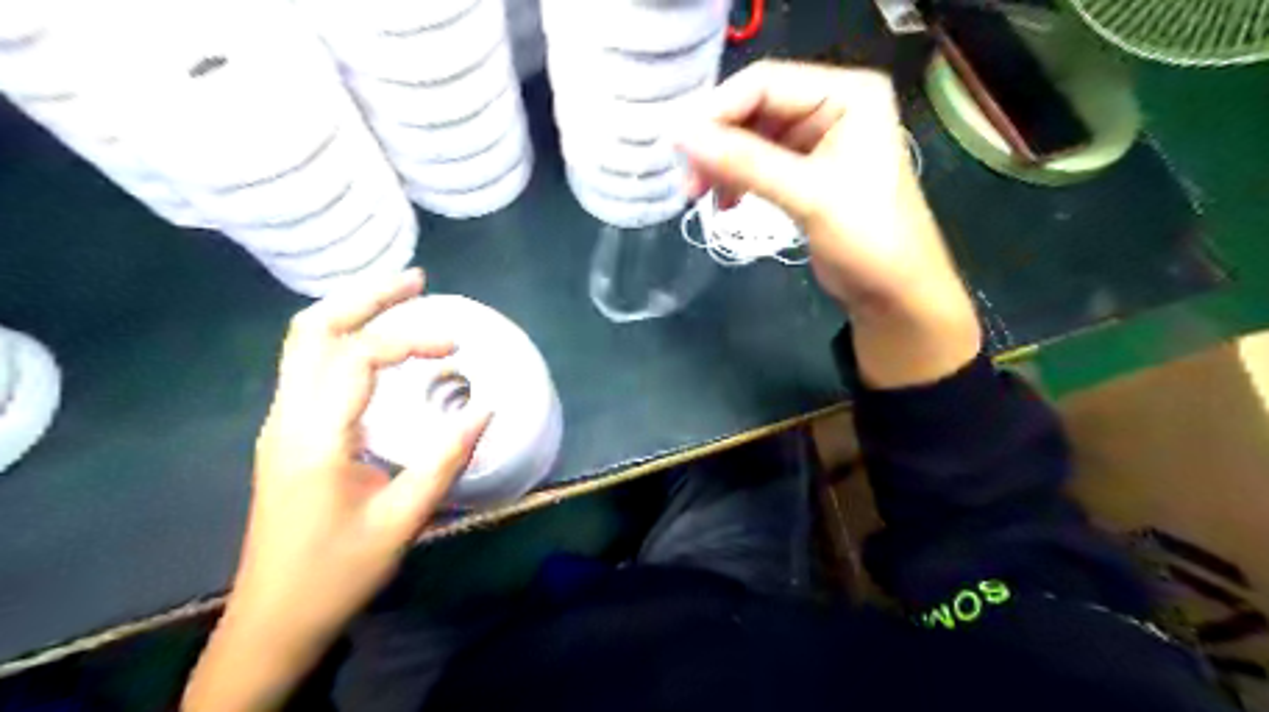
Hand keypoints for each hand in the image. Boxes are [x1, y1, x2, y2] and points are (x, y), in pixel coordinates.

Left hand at [185, 269, 489, 708]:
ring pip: (304, 343)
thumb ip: (445, 460)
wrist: (273, 620)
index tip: (457, 347)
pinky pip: (309, 366)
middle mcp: (287, 417)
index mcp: (314, 437)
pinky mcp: (288, 434)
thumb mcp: (402, 520)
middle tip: (417, 281)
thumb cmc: (337, 573)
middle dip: (366, 296)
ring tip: (401, 298)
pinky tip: (378, 346)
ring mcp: (281, 424)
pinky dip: (345, 339)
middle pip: (313, 330)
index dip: (411, 339)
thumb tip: (485, 410)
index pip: (358, 356)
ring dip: (351, 311)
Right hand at [678, 60, 972, 386]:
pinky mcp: (806, 171)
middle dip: (717, 142)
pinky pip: (758, 163)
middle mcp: (832, 105)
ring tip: (699, 195)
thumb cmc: (867, 239)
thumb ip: (745, 163)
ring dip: (722, 164)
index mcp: (848, 93)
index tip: (677, 146)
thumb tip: (681, 137)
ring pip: (751, 138)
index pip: (766, 82)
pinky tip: (724, 203)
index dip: (717, 111)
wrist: (895, 293)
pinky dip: (737, 180)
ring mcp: (818, 139)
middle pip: (755, 108)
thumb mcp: (808, 195)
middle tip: (686, 180)